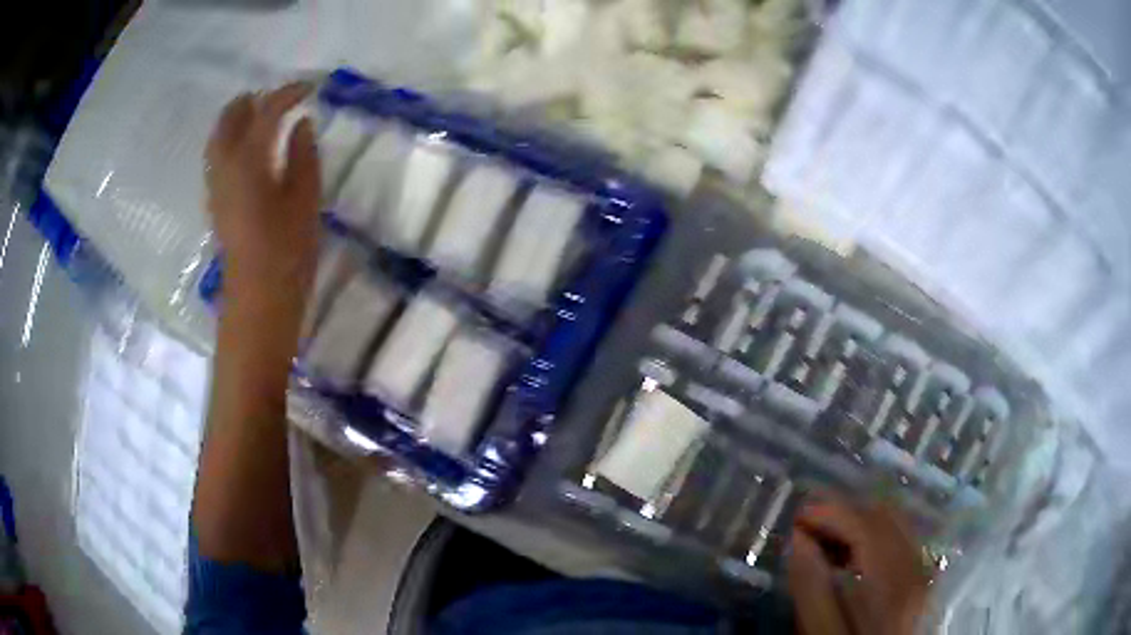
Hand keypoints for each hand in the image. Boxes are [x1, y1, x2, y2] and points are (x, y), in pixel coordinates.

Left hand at [205, 83, 319, 327]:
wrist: (257, 300)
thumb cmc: (286, 252)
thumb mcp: (305, 199)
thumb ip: (303, 155)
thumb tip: (301, 124)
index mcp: (249, 160)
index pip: (266, 111)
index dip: (288, 94)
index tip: (310, 88)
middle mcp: (225, 166)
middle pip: (229, 119)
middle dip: (251, 101)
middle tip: (277, 98)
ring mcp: (216, 185)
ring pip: (218, 137)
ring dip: (237, 119)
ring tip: (261, 116)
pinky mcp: (216, 202)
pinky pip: (217, 156)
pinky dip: (231, 140)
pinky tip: (248, 148)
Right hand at [787, 497, 930, 634]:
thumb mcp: (820, 633)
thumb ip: (811, 588)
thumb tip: (798, 538)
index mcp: (891, 582)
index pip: (866, 526)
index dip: (831, 513)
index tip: (797, 516)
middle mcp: (914, 569)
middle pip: (885, 518)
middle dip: (845, 513)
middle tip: (808, 524)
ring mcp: (921, 574)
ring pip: (894, 526)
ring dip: (859, 524)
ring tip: (824, 538)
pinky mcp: (919, 582)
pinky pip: (900, 542)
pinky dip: (874, 538)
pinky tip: (850, 556)